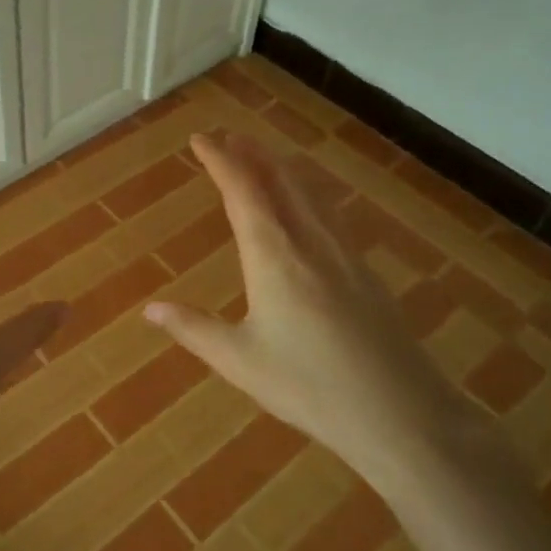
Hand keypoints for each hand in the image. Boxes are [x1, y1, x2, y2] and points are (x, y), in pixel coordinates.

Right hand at [144, 132, 443, 477]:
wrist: (401, 414)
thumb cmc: (309, 387)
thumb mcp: (239, 361)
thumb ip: (193, 329)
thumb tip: (149, 309)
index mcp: (273, 255)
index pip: (242, 190)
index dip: (219, 160)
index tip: (200, 138)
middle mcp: (309, 241)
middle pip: (279, 179)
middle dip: (251, 153)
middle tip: (228, 136)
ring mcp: (343, 253)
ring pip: (309, 192)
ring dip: (281, 167)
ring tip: (263, 157)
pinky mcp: (364, 272)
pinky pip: (328, 213)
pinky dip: (306, 192)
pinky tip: (308, 207)